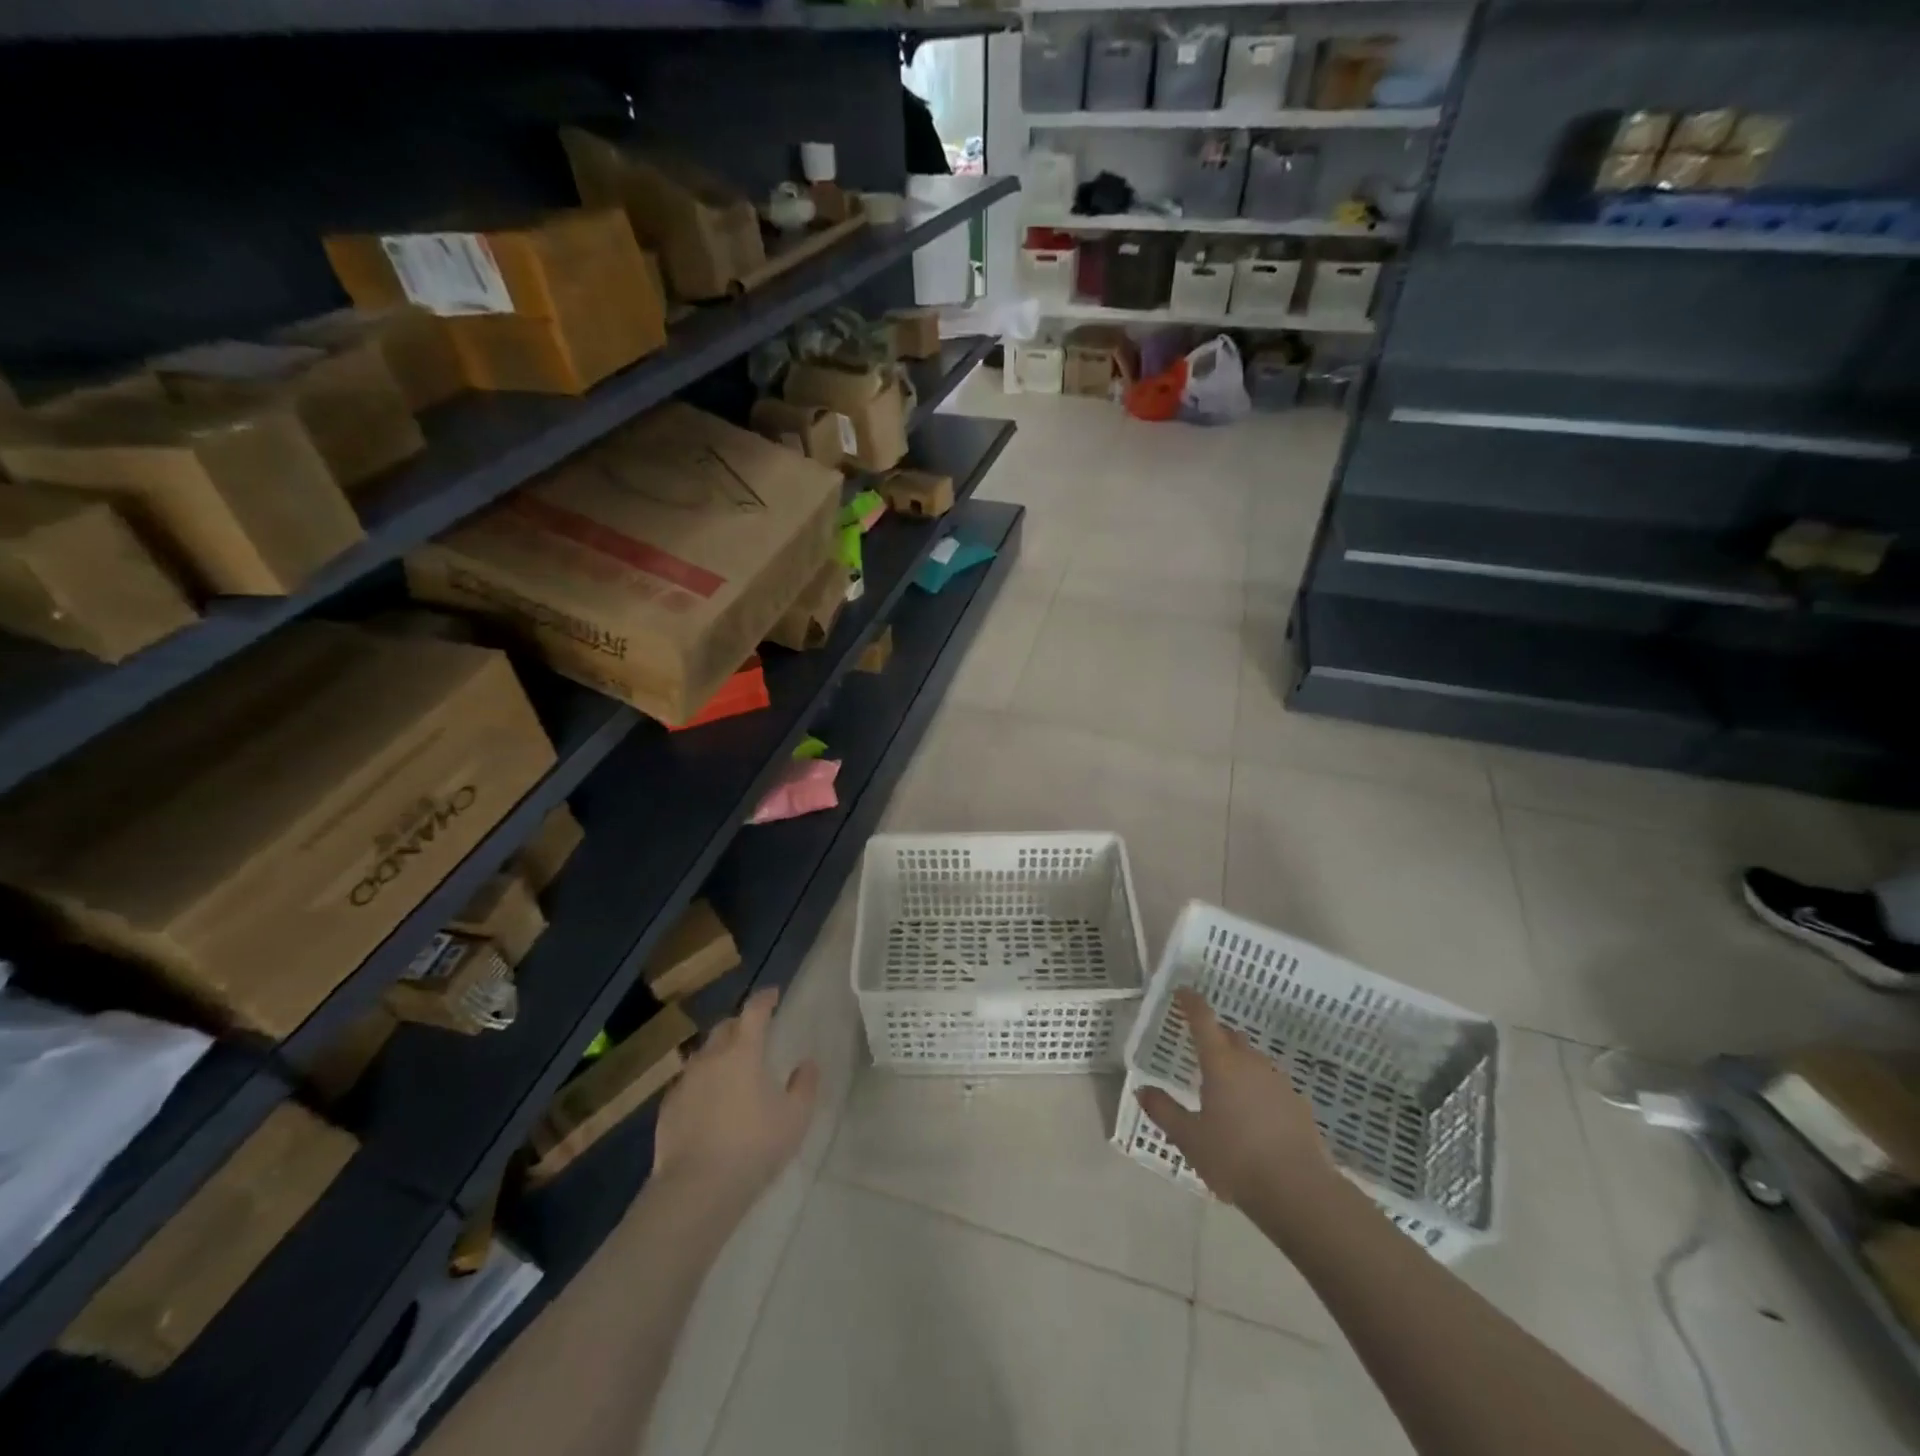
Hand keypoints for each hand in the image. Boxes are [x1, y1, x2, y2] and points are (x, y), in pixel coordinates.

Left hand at [653, 987, 818, 1210]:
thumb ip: (804, 1086)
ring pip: (703, 1055)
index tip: (773, 993)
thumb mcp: (794, 1118)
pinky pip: (687, 1083)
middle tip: (753, 1032)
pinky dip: (701, 1082)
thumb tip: (807, 1064)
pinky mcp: (667, 1109)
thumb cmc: (754, 1147)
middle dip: (740, 1024)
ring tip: (730, 1067)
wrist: (697, 1189)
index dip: (764, 999)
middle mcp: (711, 1058)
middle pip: (724, 1028)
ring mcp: (685, 1082)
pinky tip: (707, 1101)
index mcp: (743, 1052)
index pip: (754, 1012)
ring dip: (718, 1053)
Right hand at [1137, 987, 1334, 1208]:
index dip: (1191, 1002)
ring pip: (1252, 1059)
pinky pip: (1270, 1083)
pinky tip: (1252, 1113)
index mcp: (1221, 1063)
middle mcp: (1251, 1062)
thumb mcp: (1189, 1138)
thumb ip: (1164, 1110)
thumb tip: (1143, 1090)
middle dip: (1214, 1036)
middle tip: (1199, 1048)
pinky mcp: (1297, 1103)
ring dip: (1237, 1062)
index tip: (1182, 992)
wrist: (1299, 1191)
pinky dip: (1257, 1087)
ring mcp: (1278, 1081)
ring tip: (1224, 1085)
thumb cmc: (1235, 1158)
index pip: (1203, 1019)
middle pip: (1230, 1036)